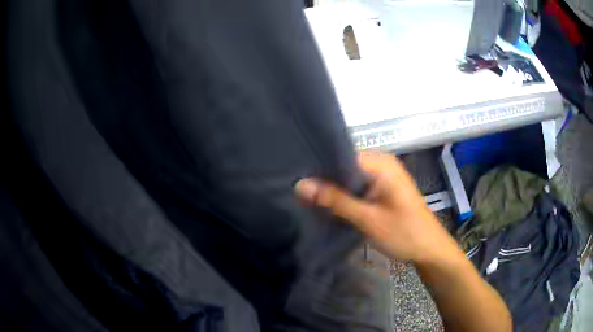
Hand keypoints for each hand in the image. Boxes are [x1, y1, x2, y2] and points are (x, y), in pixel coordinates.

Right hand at [295, 152, 457, 262]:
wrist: (430, 250)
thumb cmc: (404, 233)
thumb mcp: (368, 219)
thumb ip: (336, 200)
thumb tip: (301, 185)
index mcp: (381, 163)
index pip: (341, 155)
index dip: (319, 167)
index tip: (296, 178)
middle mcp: (382, 164)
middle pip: (344, 166)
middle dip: (324, 180)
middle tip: (297, 192)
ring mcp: (383, 176)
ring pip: (350, 178)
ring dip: (333, 189)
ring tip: (306, 198)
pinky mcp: (383, 189)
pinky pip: (358, 187)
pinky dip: (345, 196)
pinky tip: (328, 205)